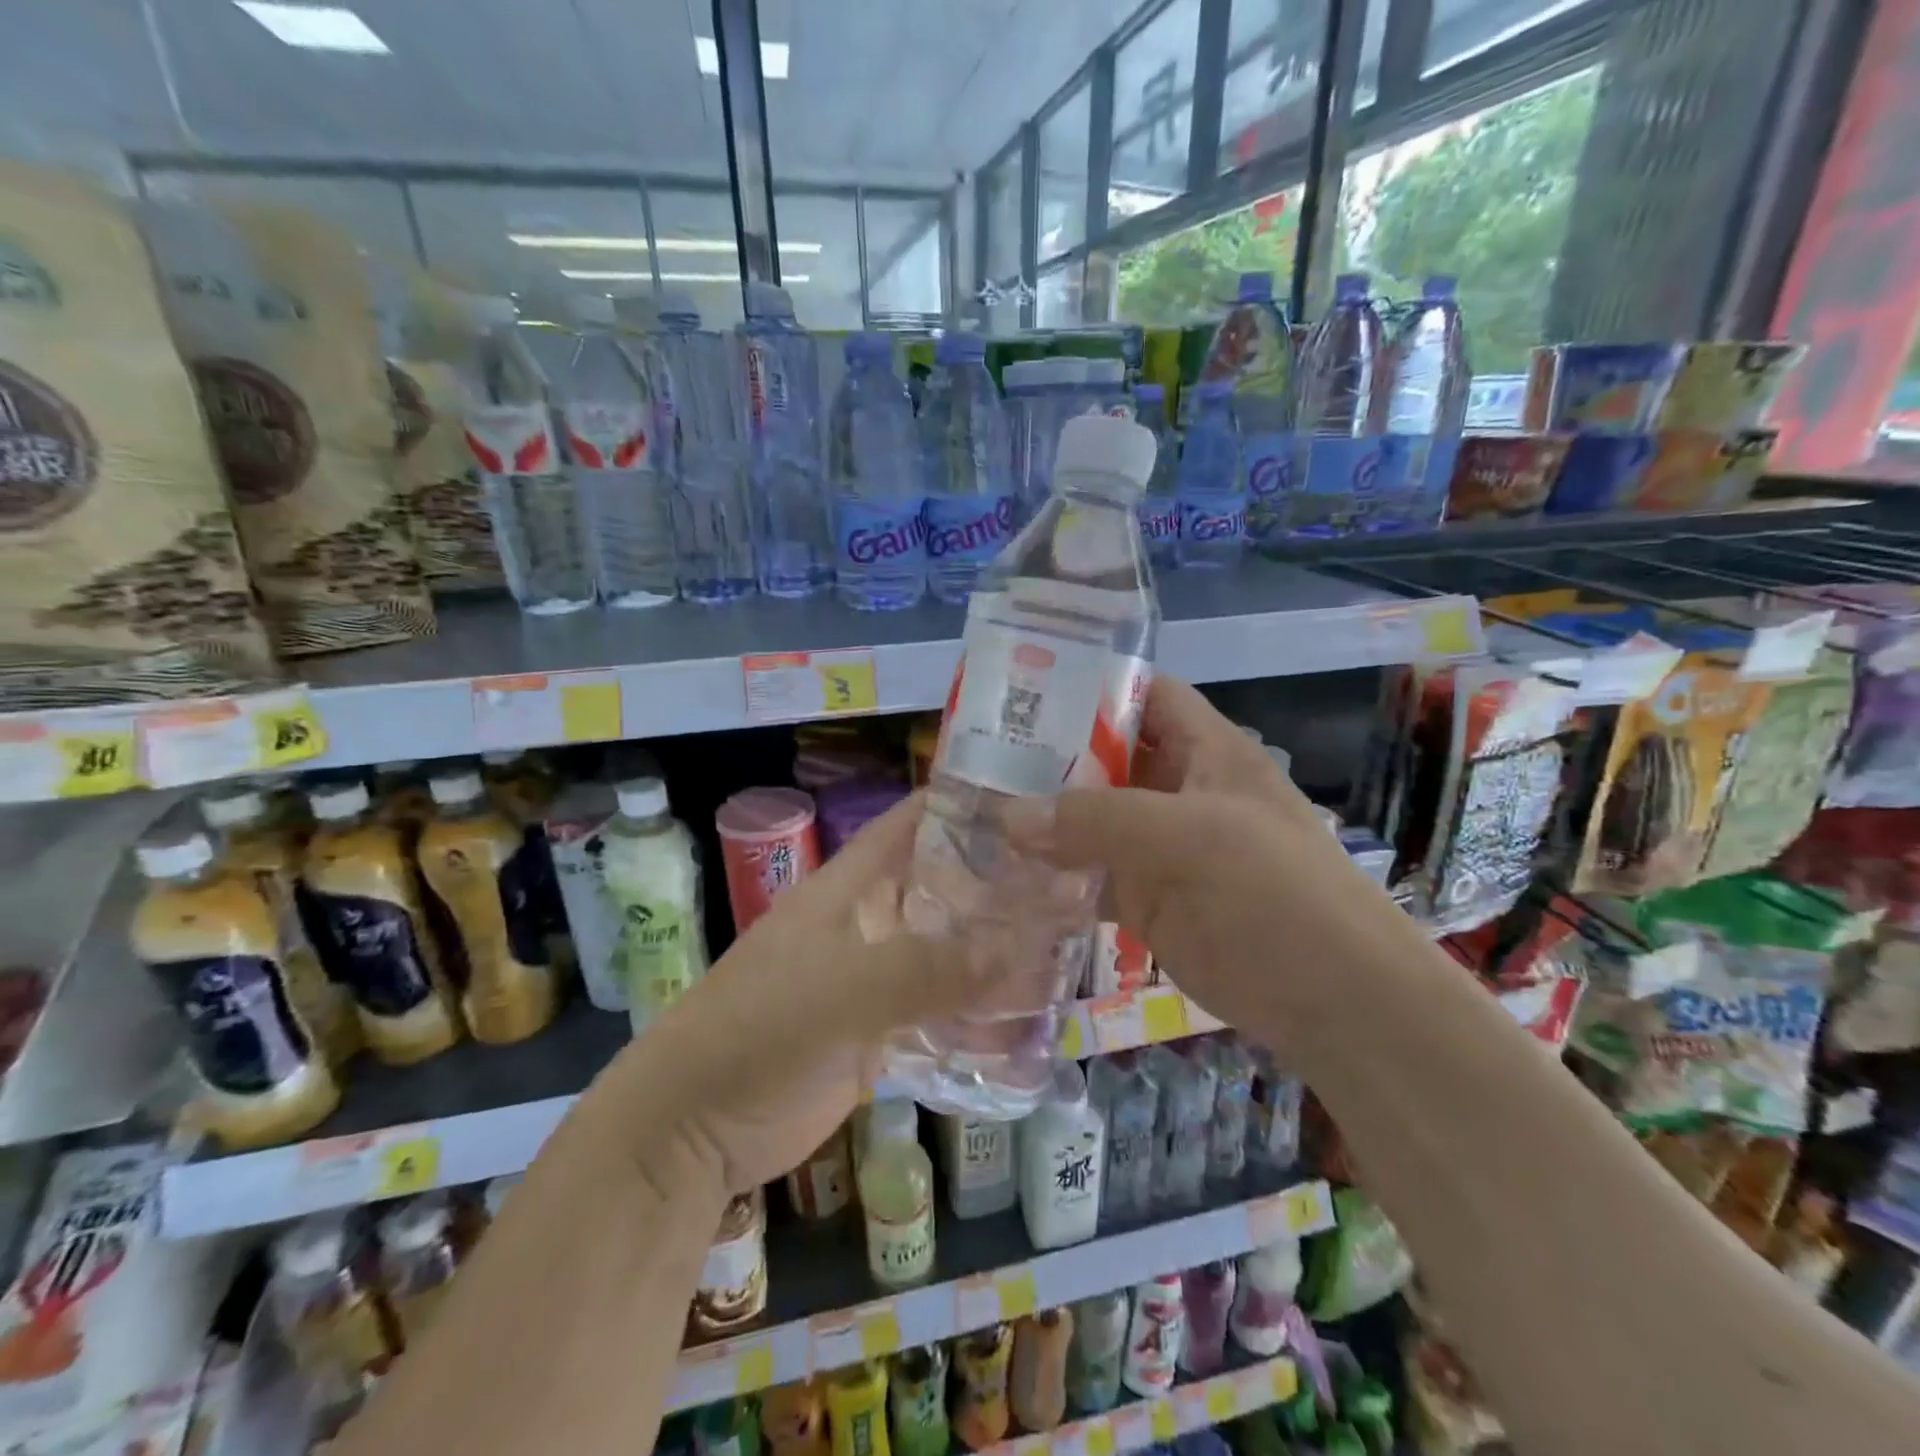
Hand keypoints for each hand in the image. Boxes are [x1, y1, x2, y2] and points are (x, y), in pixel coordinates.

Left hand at [592, 793, 1035, 1197]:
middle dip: (1001, 884)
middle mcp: (868, 922)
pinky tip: (1030, 1018)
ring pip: (948, 951)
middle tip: (1076, 882)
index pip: (912, 823)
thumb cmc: (759, 1031)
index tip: (1035, 801)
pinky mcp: (879, 1033)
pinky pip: (940, 1011)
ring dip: (996, 951)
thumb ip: (930, 969)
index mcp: (851, 888)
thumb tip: (1023, 948)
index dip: (966, 803)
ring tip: (1069, 946)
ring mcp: (874, 978)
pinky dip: (979, 1012)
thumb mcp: (844, 990)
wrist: (692, 1130)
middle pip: (942, 887)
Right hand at [1003, 676, 1393, 1052]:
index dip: (1088, 684)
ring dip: (1041, 818)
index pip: (1142, 694)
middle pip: (1104, 756)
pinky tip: (1002, 873)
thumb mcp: (1187, 838)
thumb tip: (1007, 816)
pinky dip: (1051, 874)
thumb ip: (1095, 820)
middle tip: (973, 758)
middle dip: (1047, 755)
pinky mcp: (1146, 899)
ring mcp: (1159, 847)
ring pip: (1090, 819)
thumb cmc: (1271, 891)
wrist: (1332, 999)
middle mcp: (1177, 789)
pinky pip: (1088, 875)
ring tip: (972, 811)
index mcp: (1204, 750)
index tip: (1020, 689)